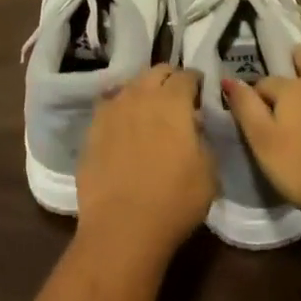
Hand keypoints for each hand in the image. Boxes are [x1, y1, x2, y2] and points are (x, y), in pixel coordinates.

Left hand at [76, 64, 216, 261]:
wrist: (122, 228)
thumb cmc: (174, 200)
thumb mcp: (209, 171)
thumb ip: (203, 138)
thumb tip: (193, 124)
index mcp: (173, 100)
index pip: (187, 75)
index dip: (196, 81)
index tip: (200, 91)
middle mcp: (141, 95)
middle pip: (157, 71)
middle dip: (170, 79)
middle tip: (177, 97)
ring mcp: (112, 110)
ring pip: (131, 85)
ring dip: (144, 91)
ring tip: (149, 109)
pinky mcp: (92, 129)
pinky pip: (109, 106)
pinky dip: (120, 108)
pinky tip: (124, 124)